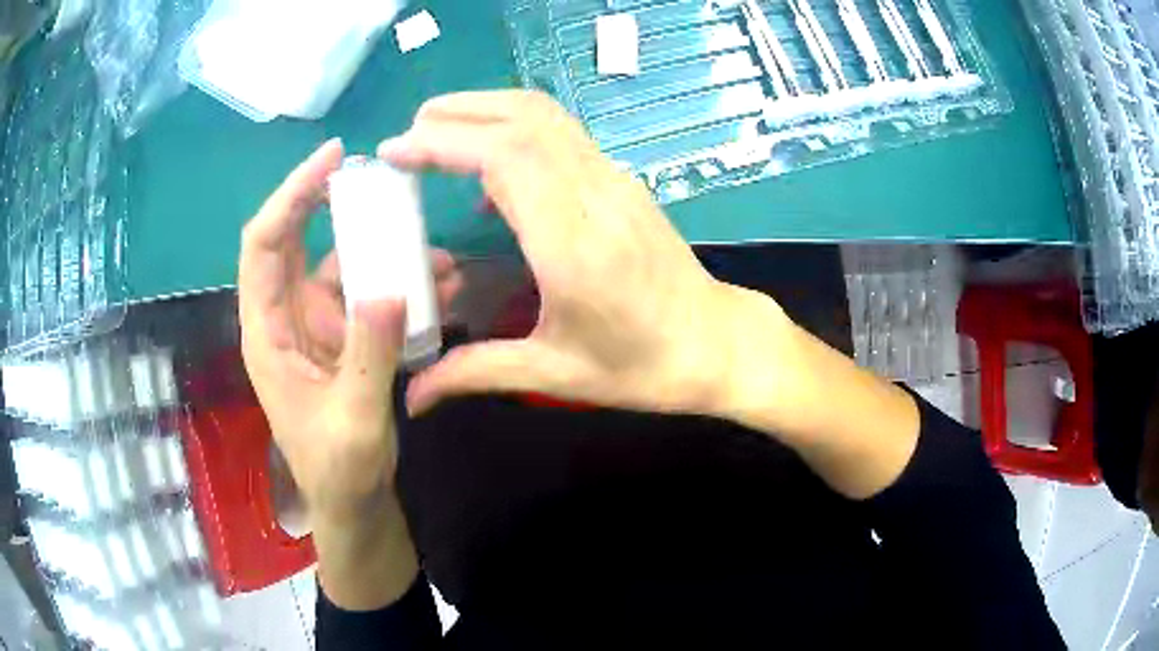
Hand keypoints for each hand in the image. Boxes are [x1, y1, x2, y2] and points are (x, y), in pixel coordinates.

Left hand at [238, 139, 461, 520]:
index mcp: (267, 333)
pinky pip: (366, 296)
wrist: (353, 504)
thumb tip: (390, 287)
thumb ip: (369, 357)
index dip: (291, 197)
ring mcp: (315, 327)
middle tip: (374, 174)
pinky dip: (398, 285)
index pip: (264, 246)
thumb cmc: (339, 473)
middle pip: (294, 241)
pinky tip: (439, 287)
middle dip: (328, 201)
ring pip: (338, 266)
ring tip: (435, 252)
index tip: (331, 160)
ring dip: (380, 252)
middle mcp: (284, 319)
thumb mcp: (354, 421)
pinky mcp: (342, 339)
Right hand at [381, 91, 793, 418]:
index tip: (395, 150)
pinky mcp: (621, 181)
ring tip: (437, 132)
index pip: (503, 156)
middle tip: (406, 137)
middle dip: (455, 114)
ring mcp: (614, 180)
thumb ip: (474, 373)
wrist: (716, 344)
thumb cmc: (641, 366)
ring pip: (545, 115)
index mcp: (572, 242)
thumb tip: (412, 397)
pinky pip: (561, 135)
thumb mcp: (554, 373)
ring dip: (486, 109)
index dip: (443, 141)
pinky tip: (489, 167)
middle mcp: (594, 194)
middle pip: (522, 119)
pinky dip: (514, 129)